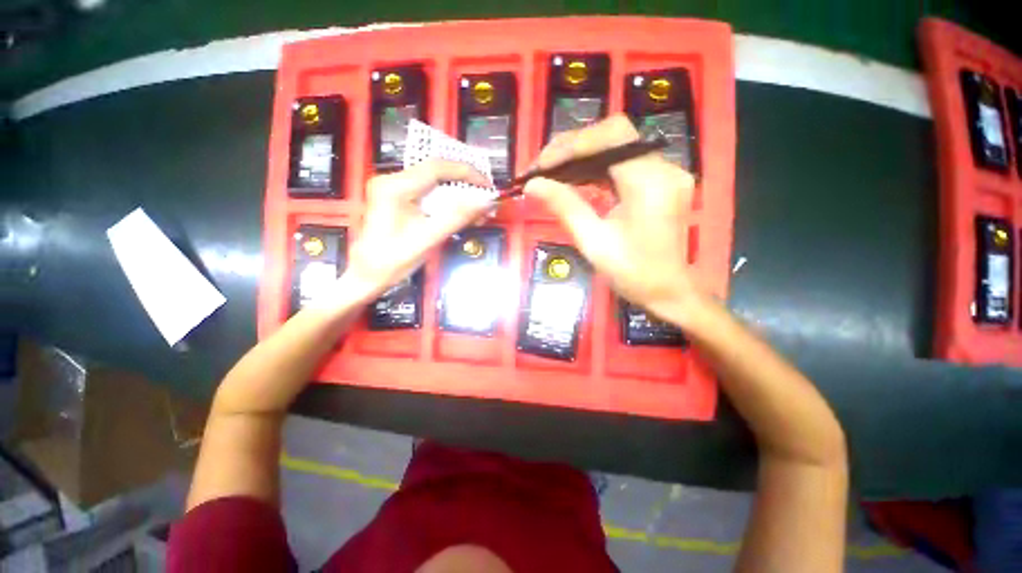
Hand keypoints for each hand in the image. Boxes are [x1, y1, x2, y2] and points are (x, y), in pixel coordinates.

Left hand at [343, 160, 491, 300]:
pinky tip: (460, 211)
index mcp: (394, 187)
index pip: (436, 168)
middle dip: (464, 183)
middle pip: (435, 171)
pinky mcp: (396, 197)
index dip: (466, 172)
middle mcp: (391, 180)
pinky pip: (427, 192)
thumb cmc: (392, 262)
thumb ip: (457, 218)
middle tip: (485, 197)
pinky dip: (447, 201)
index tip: (487, 185)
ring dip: (457, 193)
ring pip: (434, 182)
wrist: (366, 276)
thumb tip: (486, 202)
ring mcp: (392, 188)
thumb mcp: (428, 240)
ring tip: (477, 208)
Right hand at [525, 115, 701, 321]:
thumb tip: (532, 185)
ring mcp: (666, 173)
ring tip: (553, 173)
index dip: (573, 144)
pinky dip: (597, 167)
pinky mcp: (661, 181)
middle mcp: (664, 168)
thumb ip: (565, 207)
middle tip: (543, 168)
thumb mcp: (593, 242)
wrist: (669, 292)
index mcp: (650, 183)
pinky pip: (625, 163)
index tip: (542, 165)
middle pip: (614, 136)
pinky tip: (576, 179)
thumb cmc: (632, 274)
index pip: (612, 137)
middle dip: (574, 148)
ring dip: (583, 156)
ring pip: (618, 147)